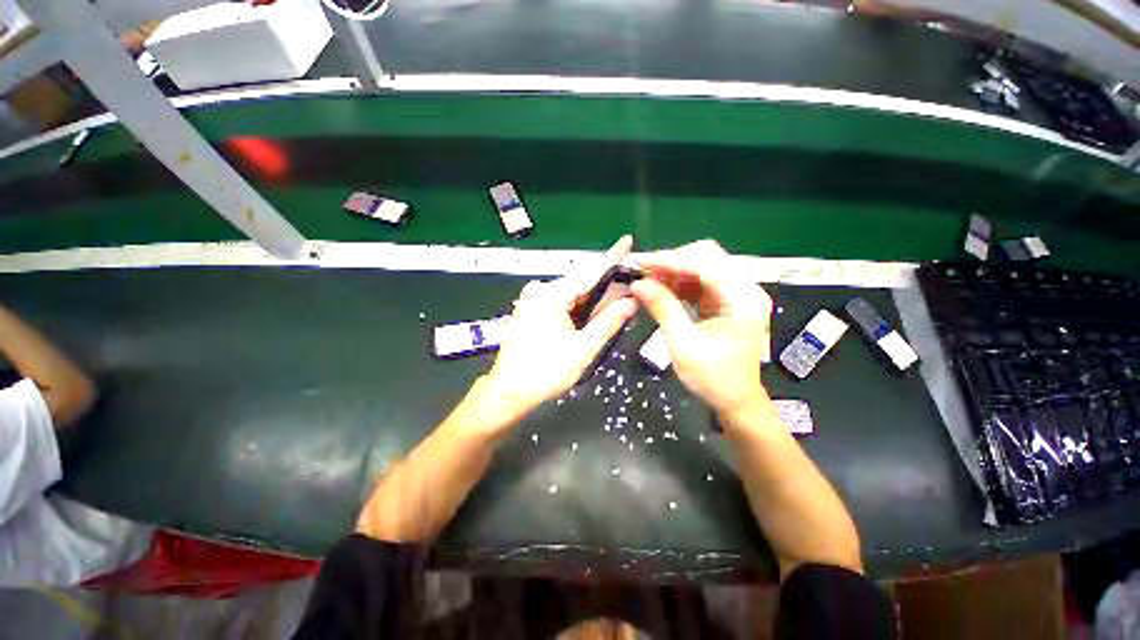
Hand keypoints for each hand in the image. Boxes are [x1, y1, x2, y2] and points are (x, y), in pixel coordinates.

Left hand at [483, 237, 638, 424]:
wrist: (509, 392)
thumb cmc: (545, 372)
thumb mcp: (583, 348)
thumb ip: (609, 322)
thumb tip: (632, 301)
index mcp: (551, 294)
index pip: (590, 272)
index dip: (612, 257)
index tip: (627, 240)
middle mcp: (541, 290)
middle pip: (582, 284)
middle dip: (608, 287)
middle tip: (633, 288)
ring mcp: (534, 300)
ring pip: (574, 295)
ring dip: (596, 301)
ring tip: (621, 303)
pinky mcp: (532, 311)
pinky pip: (563, 304)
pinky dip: (581, 309)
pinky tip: (597, 314)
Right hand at [629, 240, 772, 420]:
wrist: (735, 400)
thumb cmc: (713, 377)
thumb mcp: (684, 344)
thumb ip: (662, 308)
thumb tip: (637, 283)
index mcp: (743, 298)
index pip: (704, 264)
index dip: (668, 260)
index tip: (638, 262)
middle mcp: (744, 288)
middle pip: (706, 257)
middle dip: (671, 261)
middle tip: (642, 272)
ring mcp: (735, 293)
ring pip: (700, 266)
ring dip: (671, 271)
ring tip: (645, 279)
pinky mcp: (725, 300)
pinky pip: (698, 281)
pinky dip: (677, 282)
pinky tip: (658, 288)